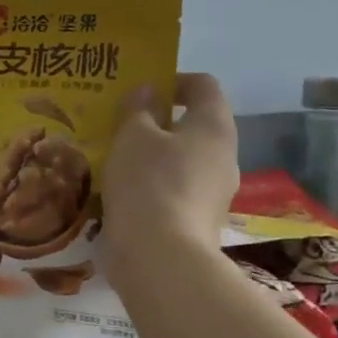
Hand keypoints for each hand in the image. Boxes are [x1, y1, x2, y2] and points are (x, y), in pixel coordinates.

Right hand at [103, 73, 239, 261]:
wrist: (160, 257)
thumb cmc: (148, 183)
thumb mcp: (132, 136)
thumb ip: (138, 109)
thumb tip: (147, 91)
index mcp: (214, 126)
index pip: (204, 85)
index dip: (173, 79)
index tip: (139, 89)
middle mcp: (223, 155)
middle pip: (194, 125)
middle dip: (158, 122)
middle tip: (119, 125)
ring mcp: (215, 192)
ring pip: (182, 160)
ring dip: (152, 156)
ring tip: (114, 160)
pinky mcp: (198, 220)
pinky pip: (174, 190)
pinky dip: (152, 186)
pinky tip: (122, 193)